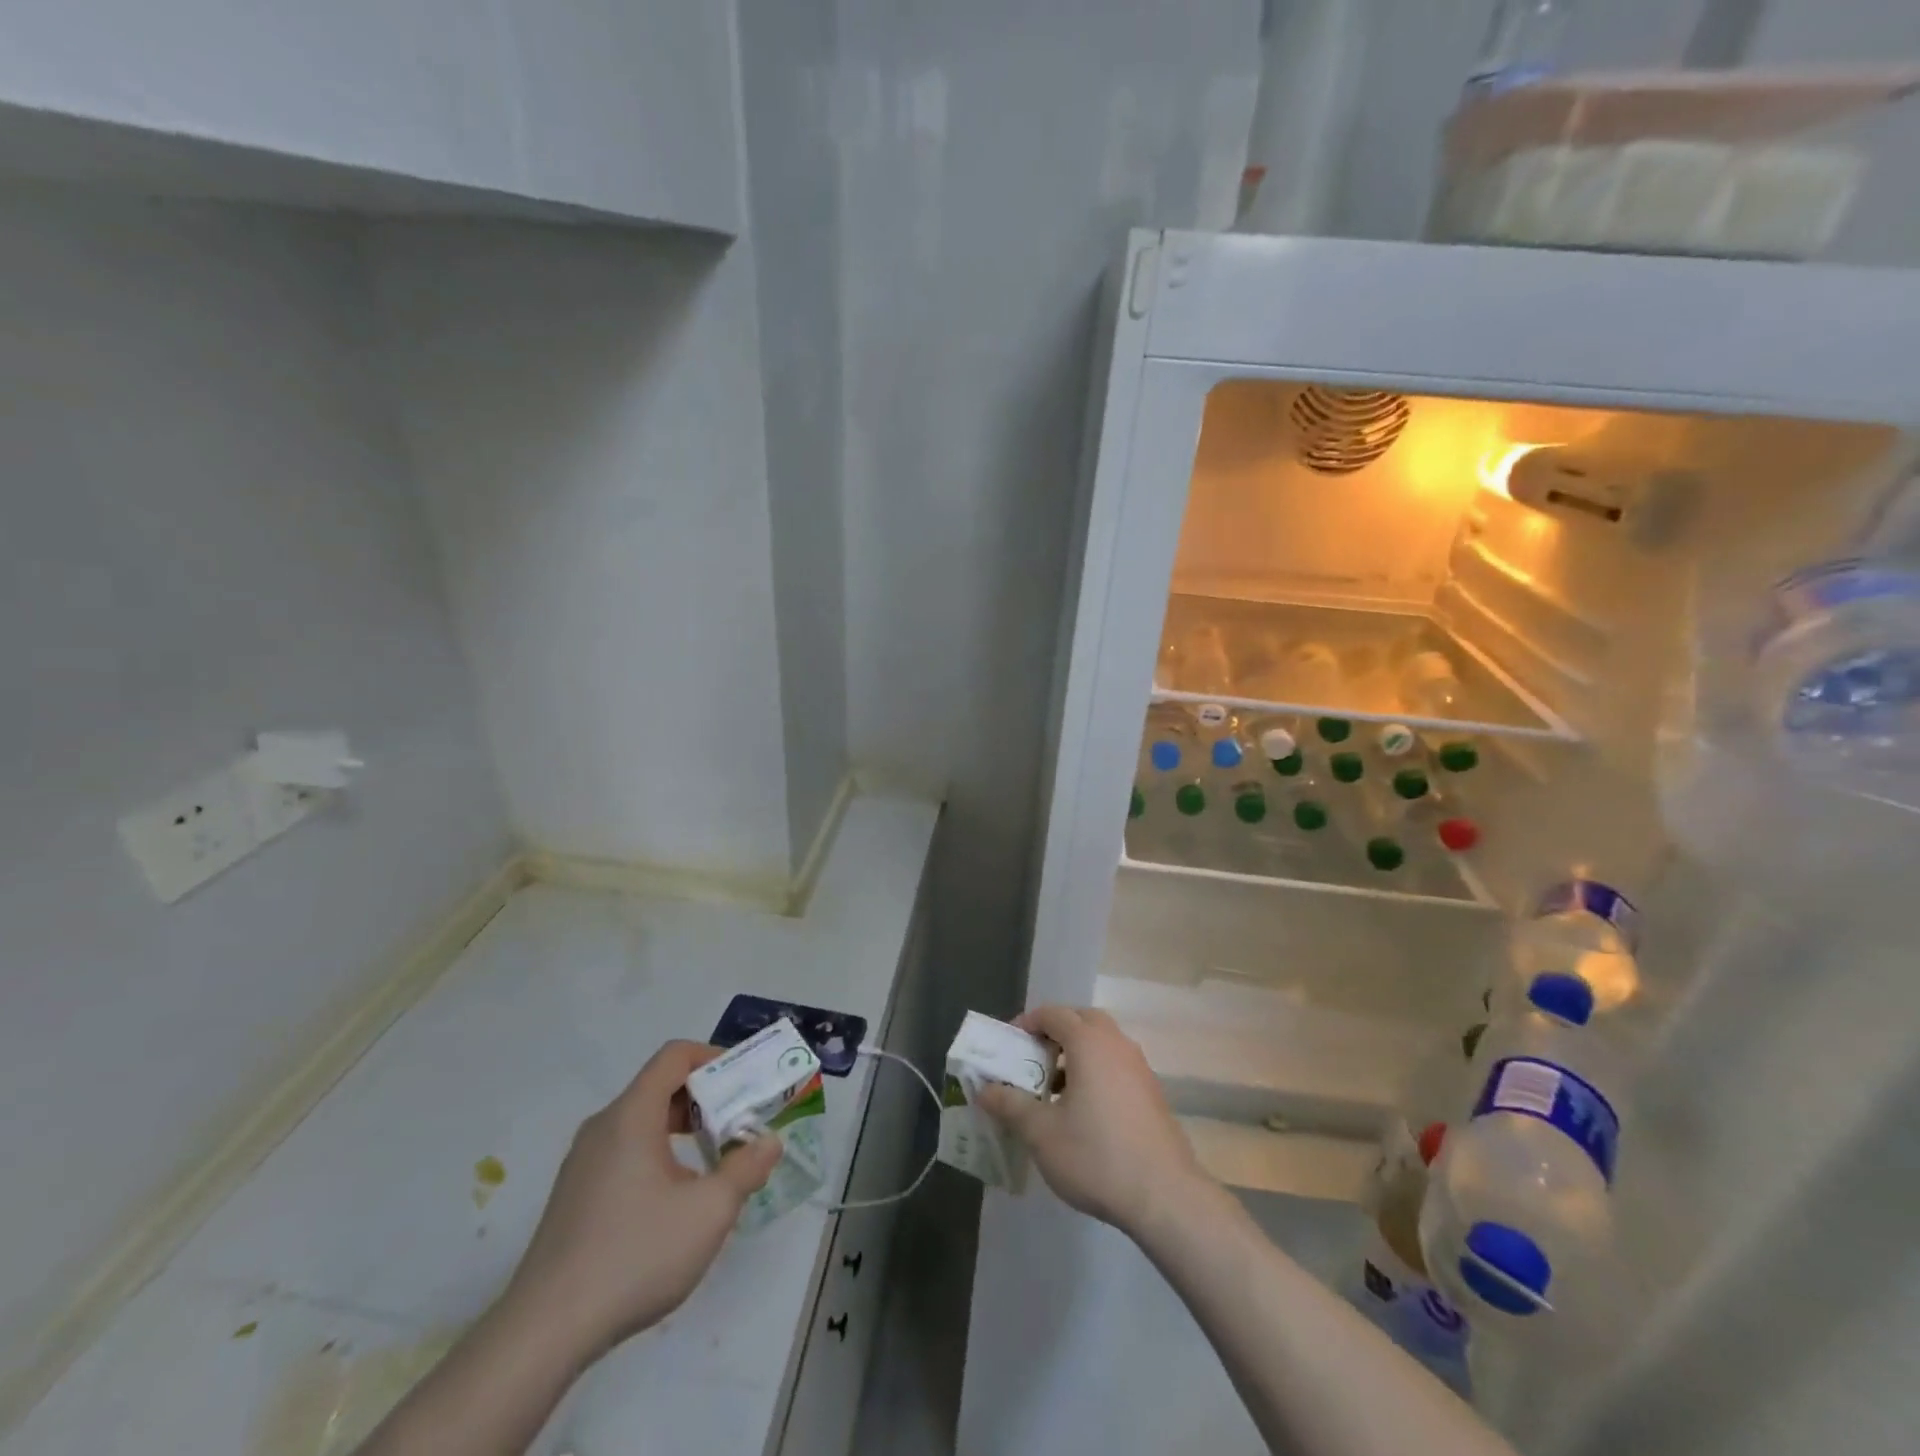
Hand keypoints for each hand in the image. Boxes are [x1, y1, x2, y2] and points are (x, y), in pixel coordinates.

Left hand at [499, 1040, 782, 1365]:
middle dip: (705, 1098)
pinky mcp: (574, 1196)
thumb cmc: (635, 1255)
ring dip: (683, 1130)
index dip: (713, 1057)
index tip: (743, 1082)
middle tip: (739, 1123)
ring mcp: (583, 1163)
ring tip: (714, 1164)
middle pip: (660, 1087)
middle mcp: (603, 1127)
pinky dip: (658, 1155)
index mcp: (631, 1115)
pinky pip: (624, 1152)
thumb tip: (769, 1143)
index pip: (675, 1056)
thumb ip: (745, 1169)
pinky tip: (673, 1202)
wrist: (544, 1333)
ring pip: (641, 1123)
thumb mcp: (709, 1211)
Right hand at [976, 1006, 1203, 1238]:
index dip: (1028, 1022)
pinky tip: (1084, 1110)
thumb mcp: (1041, 1133)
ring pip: (1103, 1042)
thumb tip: (984, 1089)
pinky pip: (1117, 1064)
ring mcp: (1139, 1067)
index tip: (1009, 1044)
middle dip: (1055, 1031)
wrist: (1165, 1196)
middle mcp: (1117, 1044)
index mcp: (1089, 1042)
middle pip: (1082, 1020)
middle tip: (1032, 1058)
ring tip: (1054, 1088)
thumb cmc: (1096, 1155)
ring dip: (1077, 1053)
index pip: (1054, 1013)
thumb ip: (1010, 1105)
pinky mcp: (1152, 1092)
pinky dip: (1096, 1071)